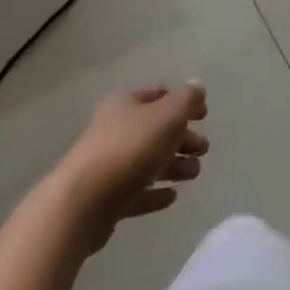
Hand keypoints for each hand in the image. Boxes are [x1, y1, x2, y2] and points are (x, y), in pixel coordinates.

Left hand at [55, 84, 208, 251]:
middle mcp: (114, 129)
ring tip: (194, 174)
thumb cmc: (130, 148)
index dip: (183, 102)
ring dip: (174, 165)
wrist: (84, 202)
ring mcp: (109, 164)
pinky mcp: (106, 198)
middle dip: (182, 138)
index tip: (205, 115)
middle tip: (203, 150)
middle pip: (155, 129)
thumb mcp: (167, 116)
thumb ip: (186, 100)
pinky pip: (137, 191)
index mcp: (125, 103)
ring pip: (148, 161)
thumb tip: (197, 86)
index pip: (158, 94)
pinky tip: (172, 196)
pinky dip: (155, 192)